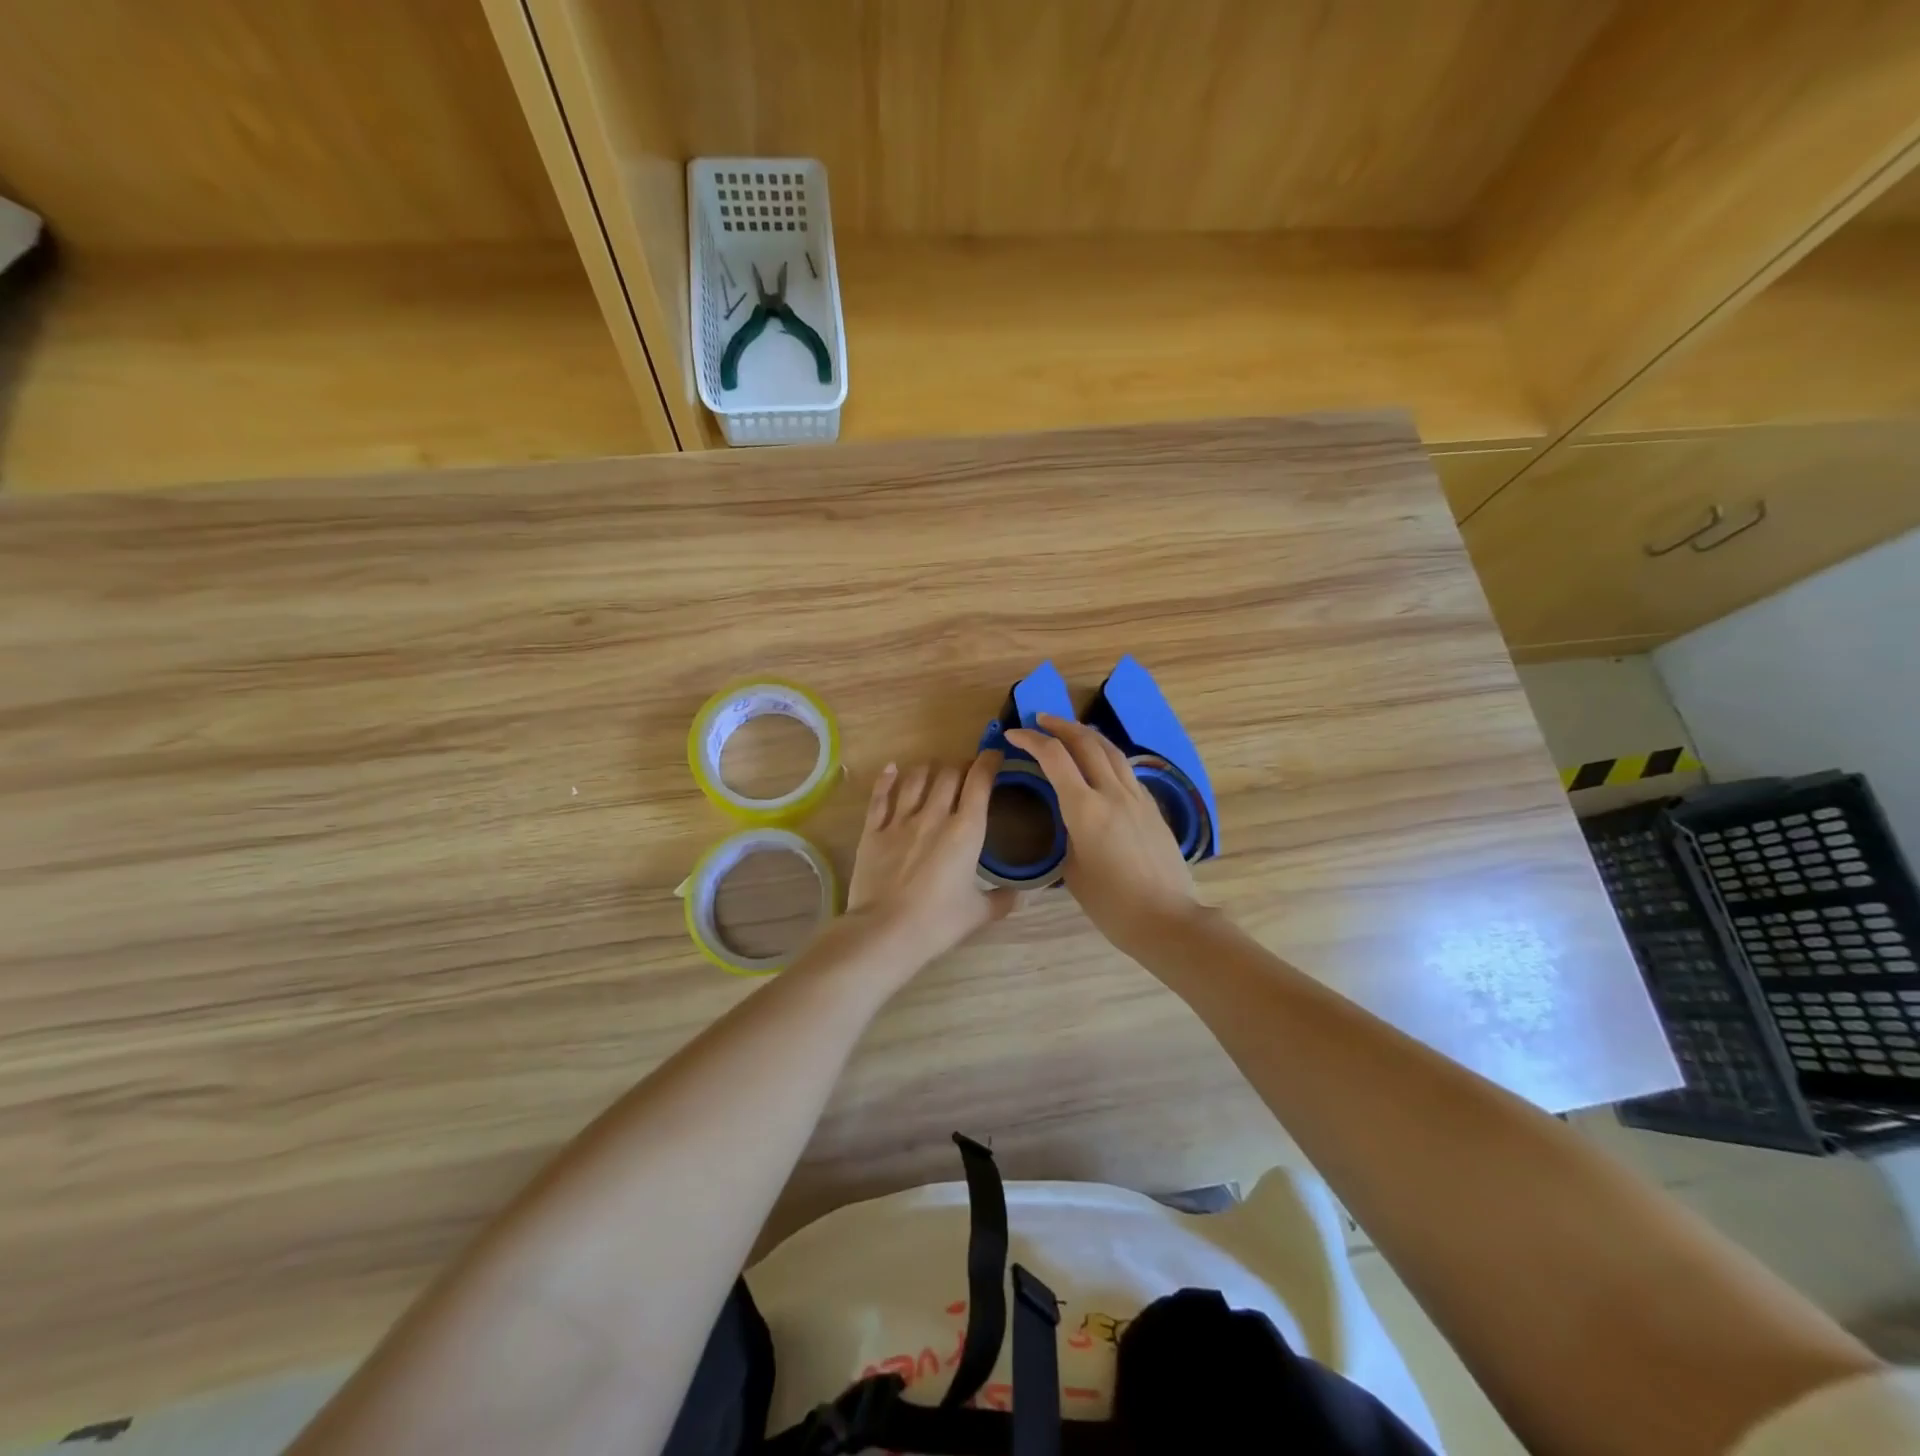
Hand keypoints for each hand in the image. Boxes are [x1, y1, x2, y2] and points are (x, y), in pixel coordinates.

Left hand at [843, 751, 1017, 969]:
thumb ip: (1001, 900)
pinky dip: (887, 779)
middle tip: (966, 770)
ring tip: (934, 769)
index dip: (988, 762)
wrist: (885, 931)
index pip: (980, 782)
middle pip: (949, 773)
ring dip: (928, 769)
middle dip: (960, 765)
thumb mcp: (978, 913)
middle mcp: (934, 815)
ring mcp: (900, 821)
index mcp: (966, 831)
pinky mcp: (873, 831)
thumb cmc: (938, 922)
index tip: (994, 755)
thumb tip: (1021, 895)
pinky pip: (880, 796)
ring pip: (916, 778)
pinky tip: (892, 769)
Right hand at [1004, 714, 1201, 953]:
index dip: (1031, 740)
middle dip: (1060, 726)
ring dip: (1086, 734)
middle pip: (1086, 742)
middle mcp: (1112, 793)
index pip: (1054, 758)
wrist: (1167, 919)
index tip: (1013, 735)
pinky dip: (1106, 756)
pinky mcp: (1152, 807)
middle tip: (1040, 721)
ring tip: (1070, 731)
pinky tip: (1100, 763)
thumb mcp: (1073, 871)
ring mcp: (1137, 797)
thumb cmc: (1111, 904)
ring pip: (1111, 750)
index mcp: (1085, 809)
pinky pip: (1126, 770)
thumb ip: (1068, 836)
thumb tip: (1070, 824)